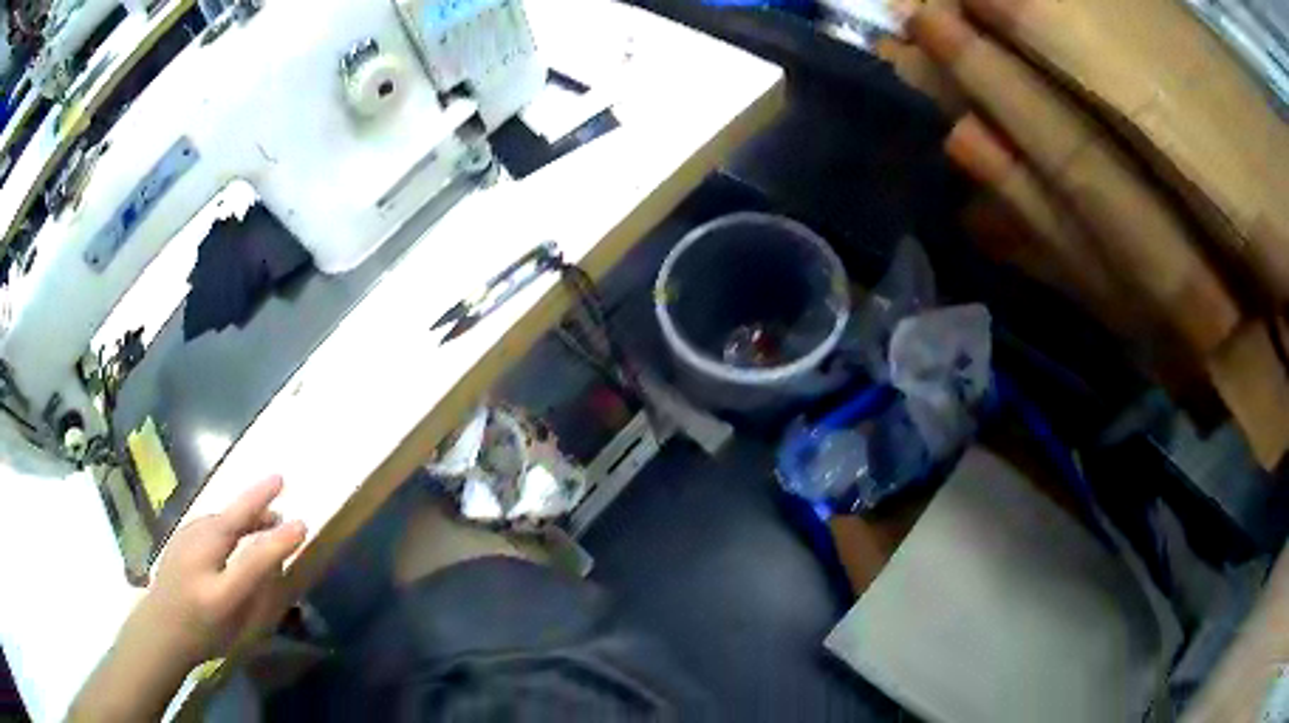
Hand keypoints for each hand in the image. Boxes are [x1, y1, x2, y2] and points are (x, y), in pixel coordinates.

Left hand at [136, 475, 306, 665]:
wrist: (162, 628)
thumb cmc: (207, 633)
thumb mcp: (238, 626)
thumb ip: (258, 594)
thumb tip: (276, 560)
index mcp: (218, 593)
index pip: (251, 562)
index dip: (277, 542)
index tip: (302, 525)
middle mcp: (198, 561)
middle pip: (230, 524)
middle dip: (256, 502)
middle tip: (280, 483)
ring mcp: (184, 543)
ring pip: (219, 518)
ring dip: (244, 511)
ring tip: (267, 513)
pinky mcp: (179, 535)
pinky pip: (210, 521)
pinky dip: (229, 518)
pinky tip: (237, 526)